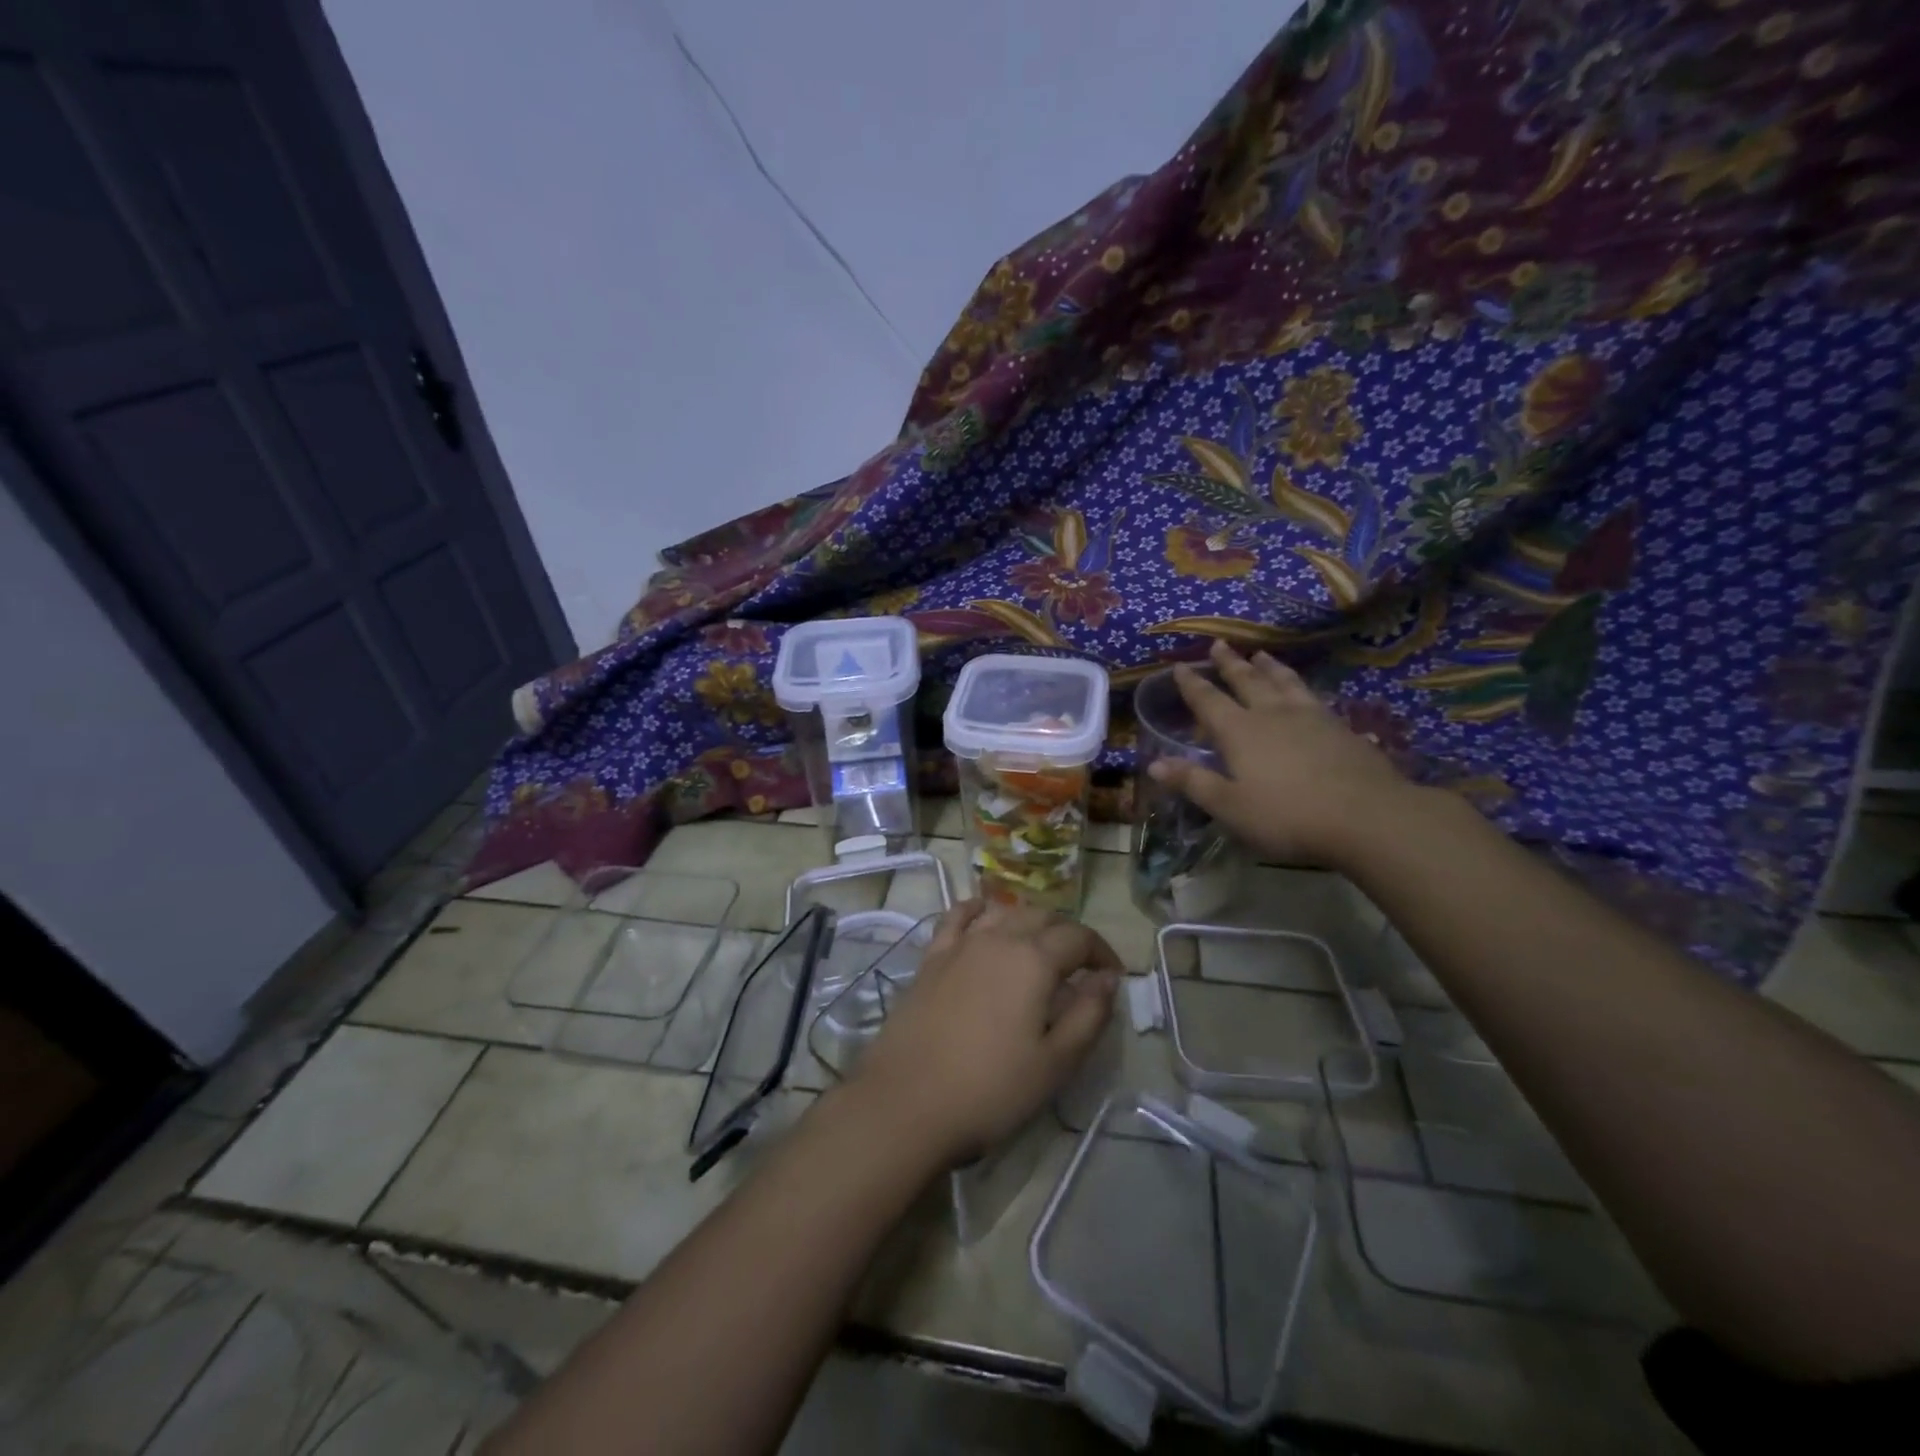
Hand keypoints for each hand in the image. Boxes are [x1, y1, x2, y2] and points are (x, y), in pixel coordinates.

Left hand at [851, 901, 1119, 1165]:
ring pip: (1003, 911)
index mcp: (1033, 960)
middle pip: (1042, 917)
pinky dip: (978, 910)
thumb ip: (1089, 1015)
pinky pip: (957, 917)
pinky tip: (983, 917)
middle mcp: (997, 938)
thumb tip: (1108, 979)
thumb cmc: (989, 1089)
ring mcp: (960, 944)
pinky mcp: (931, 958)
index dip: (1102, 952)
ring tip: (1039, 947)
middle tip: (1080, 967)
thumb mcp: (1055, 1063)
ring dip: (1029, 921)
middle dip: (1069, 935)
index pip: (1079, 937)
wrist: (906, 1102)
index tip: (1113, 976)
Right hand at [1148, 640, 1413, 868]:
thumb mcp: (1230, 807)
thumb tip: (1154, 764)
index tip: (1179, 666)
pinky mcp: (1341, 727)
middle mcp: (1272, 715)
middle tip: (1219, 644)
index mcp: (1240, 732)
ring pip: (1284, 682)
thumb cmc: (1287, 816)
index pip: (1208, 701)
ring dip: (1269, 667)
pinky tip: (1306, 691)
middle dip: (1229, 664)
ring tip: (1261, 654)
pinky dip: (1301, 686)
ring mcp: (1311, 717)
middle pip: (1246, 681)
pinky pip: (1313, 696)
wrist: (1368, 817)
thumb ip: (1194, 782)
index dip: (1191, 684)